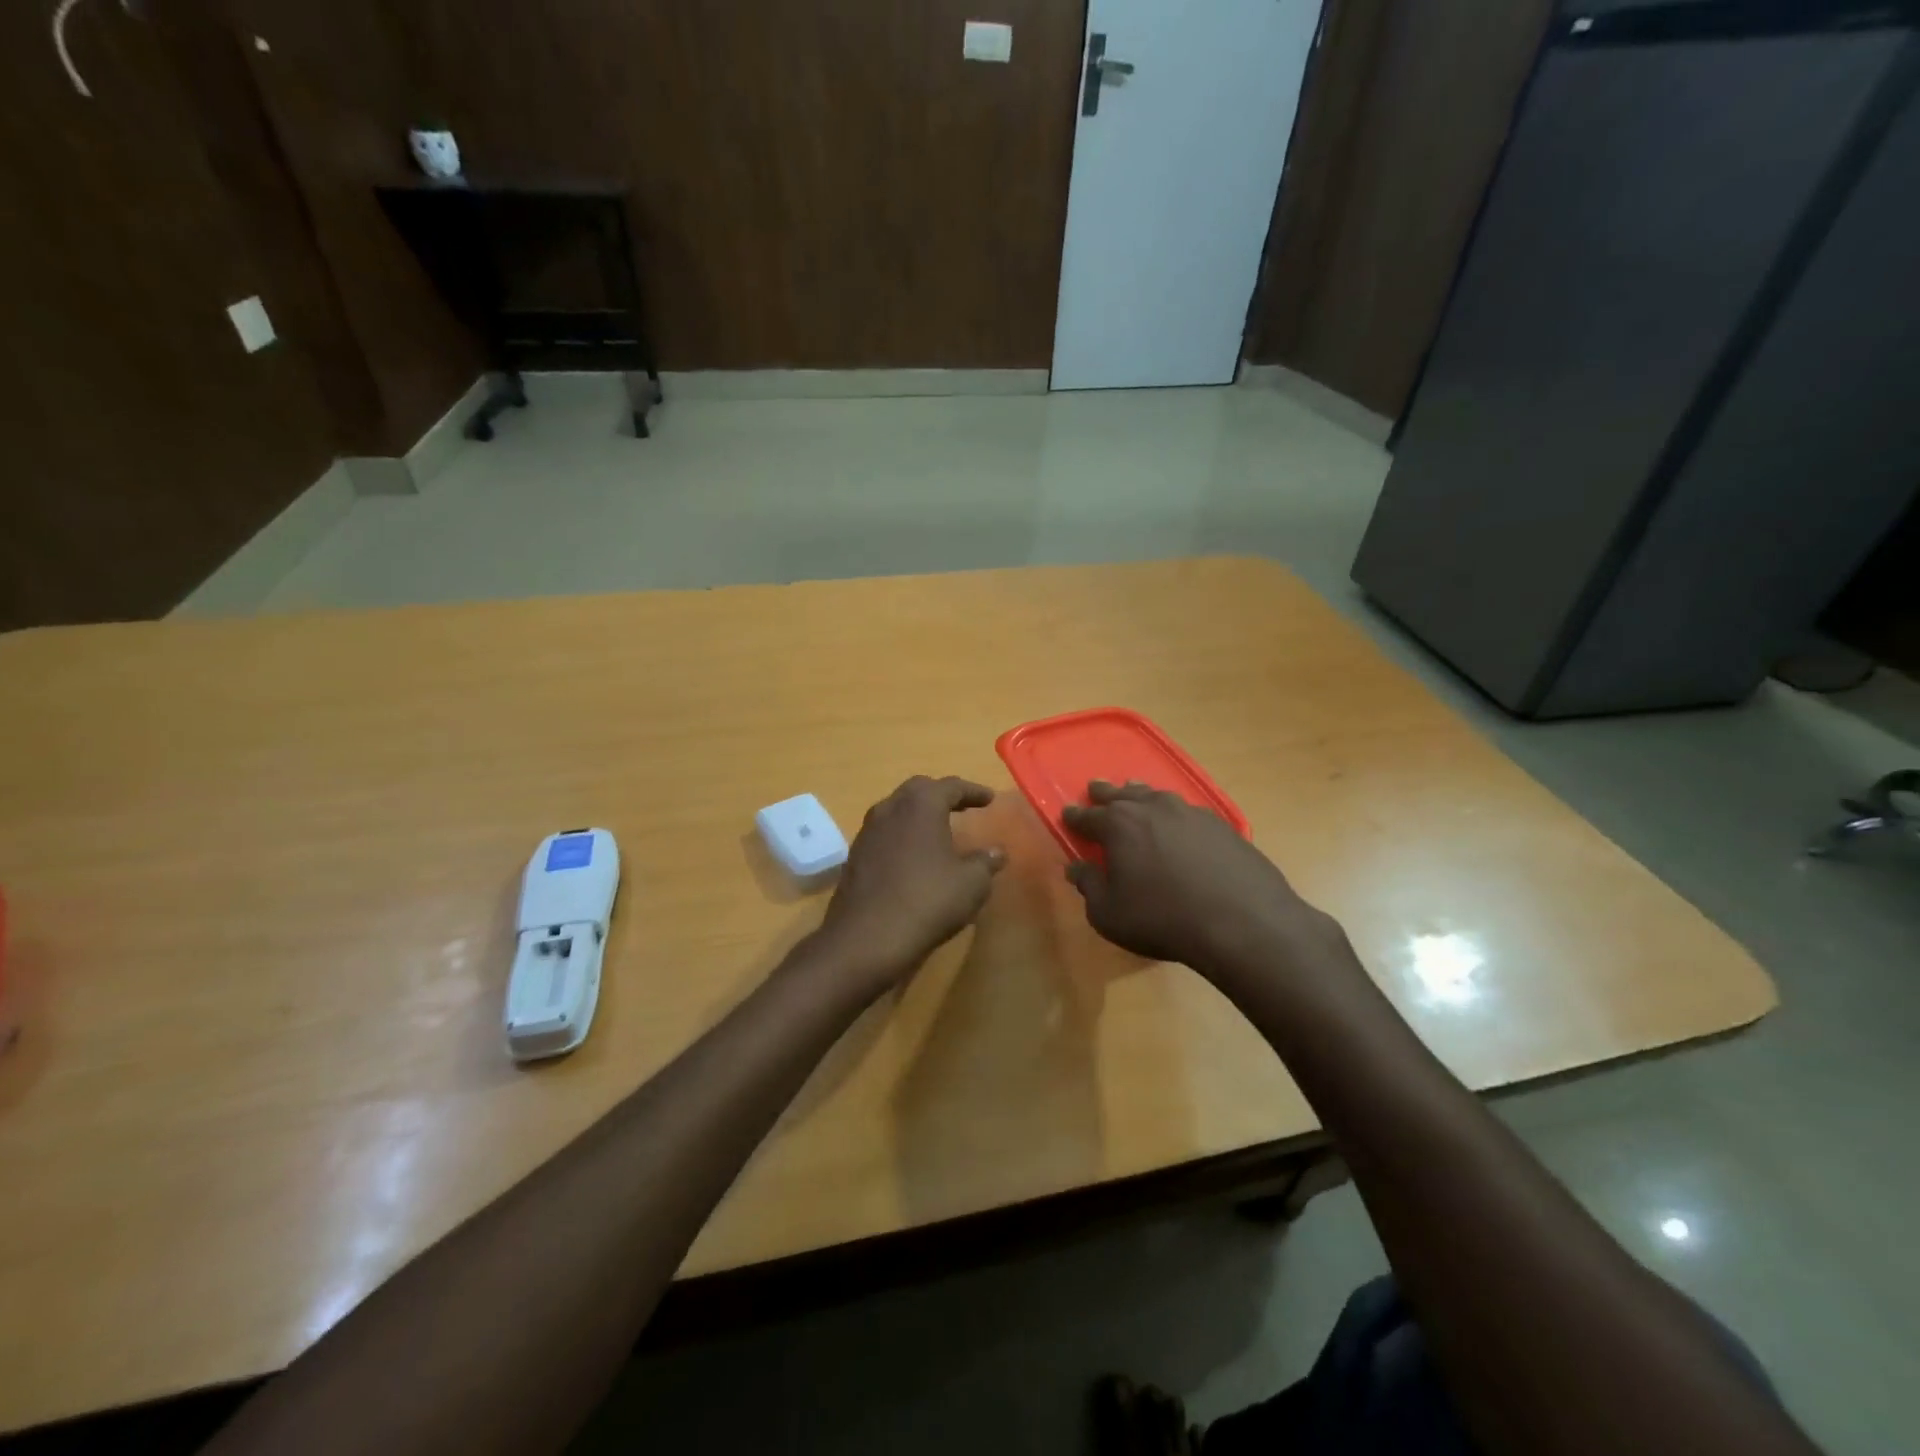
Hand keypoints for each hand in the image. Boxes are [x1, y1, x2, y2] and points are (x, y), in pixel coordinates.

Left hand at [814, 776, 1005, 993]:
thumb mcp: (971, 884)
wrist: (866, 939)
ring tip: (938, 830)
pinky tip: (914, 856)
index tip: (989, 798)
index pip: (951, 786)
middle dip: (942, 795)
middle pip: (919, 790)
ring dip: (918, 816)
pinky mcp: (855, 857)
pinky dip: (903, 836)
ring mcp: (867, 832)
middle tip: (962, 806)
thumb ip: (986, 862)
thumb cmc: (927, 901)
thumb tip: (997, 852)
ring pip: (897, 811)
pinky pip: (885, 835)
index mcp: (921, 804)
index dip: (973, 791)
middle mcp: (890, 809)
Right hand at [1063, 781, 1337, 979]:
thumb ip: (1089, 886)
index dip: (1074, 816)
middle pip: (1122, 794)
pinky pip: (1187, 812)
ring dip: (1141, 795)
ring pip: (1156, 795)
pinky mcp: (1221, 825)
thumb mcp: (1109, 913)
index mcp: (1118, 825)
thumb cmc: (1162, 918)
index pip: (1087, 816)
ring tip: (1135, 793)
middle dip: (1105, 793)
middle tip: (1095, 790)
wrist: (1242, 922)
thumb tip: (1075, 867)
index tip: (1067, 814)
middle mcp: (1152, 808)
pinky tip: (1178, 824)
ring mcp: (1190, 812)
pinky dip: (1174, 814)